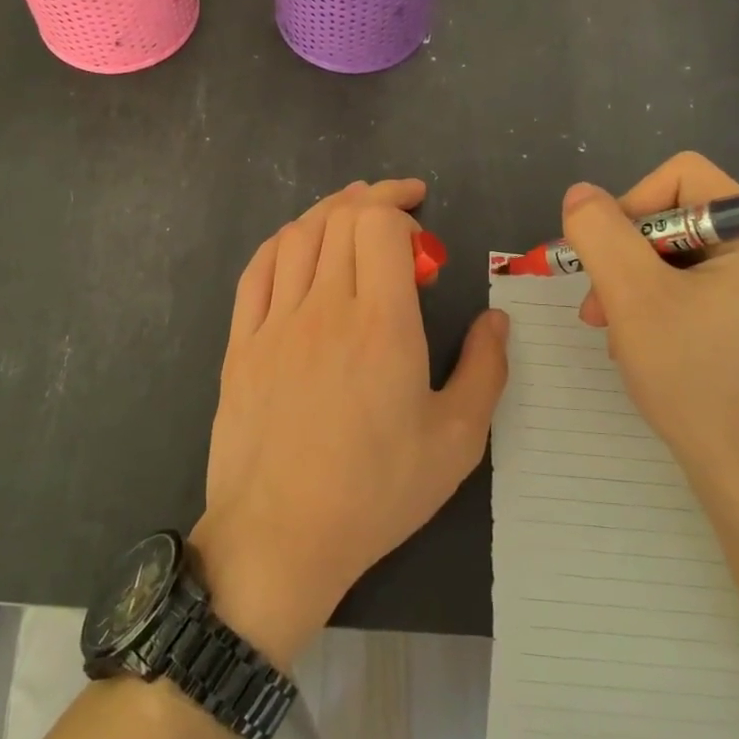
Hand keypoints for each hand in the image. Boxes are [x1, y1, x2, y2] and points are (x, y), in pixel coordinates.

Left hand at [193, 179, 508, 667]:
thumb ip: (485, 370)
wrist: (280, 538)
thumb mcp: (456, 441)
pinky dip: (282, 244)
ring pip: (297, 237)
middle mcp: (325, 308)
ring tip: (352, 214)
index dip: (400, 207)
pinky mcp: (242, 343)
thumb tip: (496, 318)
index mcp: (382, 324)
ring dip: (328, 213)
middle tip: (398, 212)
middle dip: (372, 200)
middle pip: (339, 220)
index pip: (379, 226)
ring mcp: (275, 323)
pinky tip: (297, 245)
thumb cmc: (376, 492)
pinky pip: (256, 271)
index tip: (423, 225)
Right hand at [560, 153, 738, 485]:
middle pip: (676, 216)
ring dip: (632, 282)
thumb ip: (600, 232)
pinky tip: (636, 339)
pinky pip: (690, 284)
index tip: (607, 256)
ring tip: (609, 325)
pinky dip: (653, 302)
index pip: (682, 176)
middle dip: (626, 254)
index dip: (631, 205)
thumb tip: (580, 194)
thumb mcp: (631, 294)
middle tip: (598, 303)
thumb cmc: (691, 374)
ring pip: (676, 253)